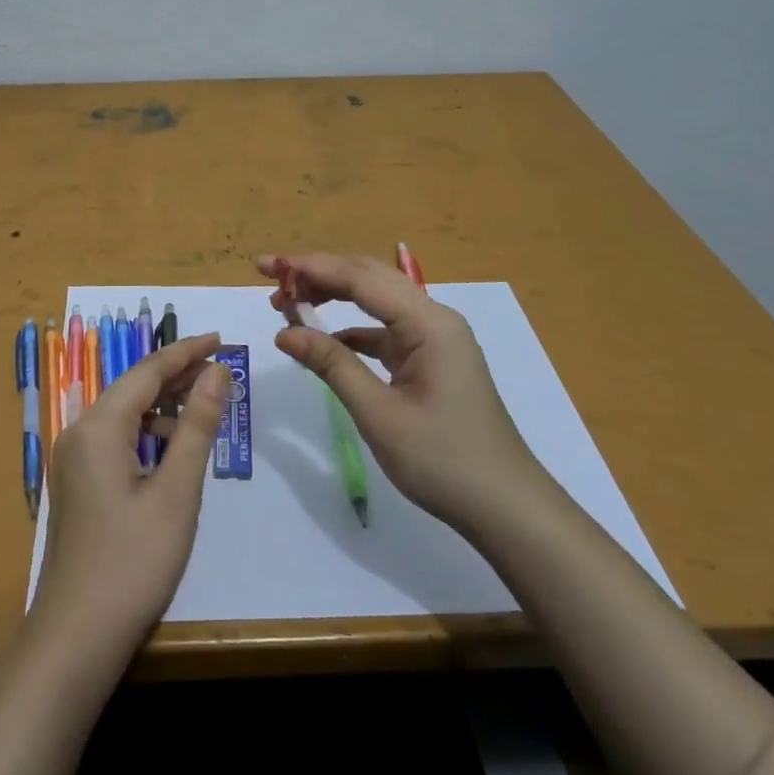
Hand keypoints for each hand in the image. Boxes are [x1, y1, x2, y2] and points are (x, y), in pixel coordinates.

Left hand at [28, 334, 228, 654]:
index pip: (148, 371)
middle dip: (177, 375)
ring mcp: (74, 460)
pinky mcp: (77, 483)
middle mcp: (79, 432)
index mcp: (99, 426)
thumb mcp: (177, 492)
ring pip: (124, 414)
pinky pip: (116, 439)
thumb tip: (218, 373)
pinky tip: (172, 449)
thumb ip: (197, 426)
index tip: (222, 339)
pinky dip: (147, 433)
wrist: (75, 639)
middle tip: (222, 370)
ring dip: (163, 405)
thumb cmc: (132, 563)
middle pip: (133, 387)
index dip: (187, 352)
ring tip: (204, 406)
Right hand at [258, 253, 548, 536]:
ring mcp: (434, 339)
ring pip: (376, 300)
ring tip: (289, 303)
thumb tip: (284, 332)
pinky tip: (323, 339)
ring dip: (333, 296)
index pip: (359, 277)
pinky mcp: (430, 359)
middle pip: (368, 278)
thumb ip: (331, 365)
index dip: (310, 267)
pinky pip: (384, 329)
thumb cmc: (444, 461)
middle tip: (272, 279)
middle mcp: (433, 318)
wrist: (506, 508)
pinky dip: (351, 328)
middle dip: (318, 273)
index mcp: (427, 322)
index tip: (267, 266)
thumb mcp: (379, 414)